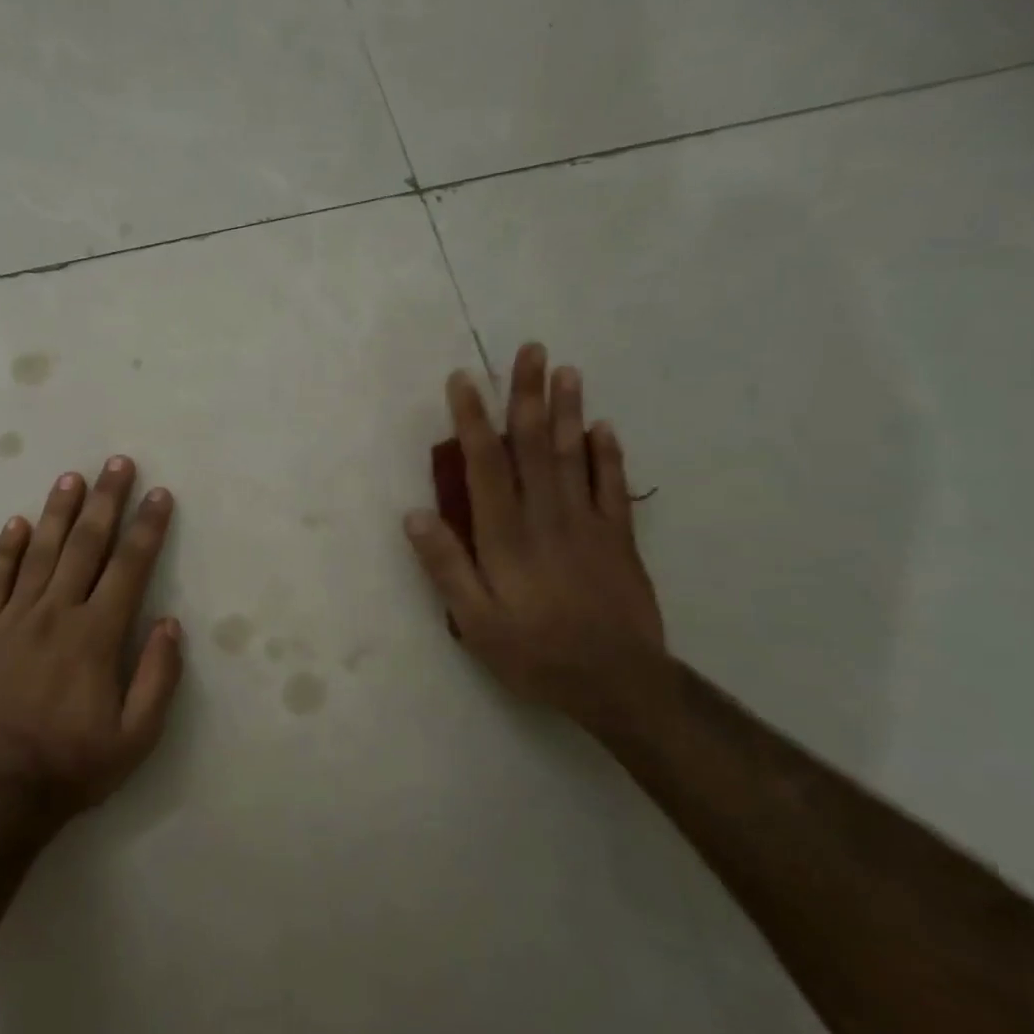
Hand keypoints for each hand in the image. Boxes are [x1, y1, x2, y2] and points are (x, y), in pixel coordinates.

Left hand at [0, 456, 181, 811]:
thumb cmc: (73, 766)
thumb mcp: (136, 738)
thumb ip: (158, 677)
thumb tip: (169, 623)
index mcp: (95, 636)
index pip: (128, 567)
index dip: (146, 527)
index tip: (158, 495)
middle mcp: (55, 615)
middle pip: (86, 546)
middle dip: (107, 501)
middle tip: (118, 463)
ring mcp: (12, 621)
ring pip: (40, 553)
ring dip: (59, 512)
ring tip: (73, 478)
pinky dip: (5, 549)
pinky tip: (17, 523)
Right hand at [404, 342, 665, 715]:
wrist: (619, 684)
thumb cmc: (536, 654)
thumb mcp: (475, 622)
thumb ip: (446, 566)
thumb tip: (414, 514)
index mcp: (506, 537)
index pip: (485, 465)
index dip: (473, 420)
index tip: (463, 381)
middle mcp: (547, 518)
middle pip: (535, 446)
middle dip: (528, 396)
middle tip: (529, 350)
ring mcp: (588, 525)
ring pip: (575, 456)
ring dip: (569, 411)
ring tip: (566, 370)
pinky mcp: (619, 539)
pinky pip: (613, 487)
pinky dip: (609, 454)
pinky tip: (605, 426)